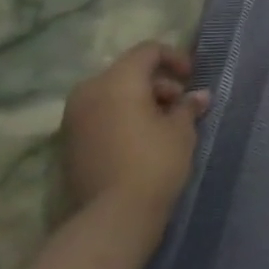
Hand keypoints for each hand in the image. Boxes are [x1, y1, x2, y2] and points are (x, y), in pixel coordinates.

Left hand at [61, 43, 210, 218]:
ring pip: (112, 94)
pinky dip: (121, 117)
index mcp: (117, 80)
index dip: (174, 58)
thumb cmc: (154, 162)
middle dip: (157, 83)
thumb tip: (199, 96)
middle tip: (179, 106)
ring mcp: (74, 117)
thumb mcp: (181, 131)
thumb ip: (188, 106)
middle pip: (128, 72)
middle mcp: (89, 91)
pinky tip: (141, 140)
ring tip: (163, 125)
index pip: (148, 51)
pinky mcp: (69, 142)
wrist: (113, 216)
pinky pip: (100, 115)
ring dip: (139, 101)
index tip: (191, 78)